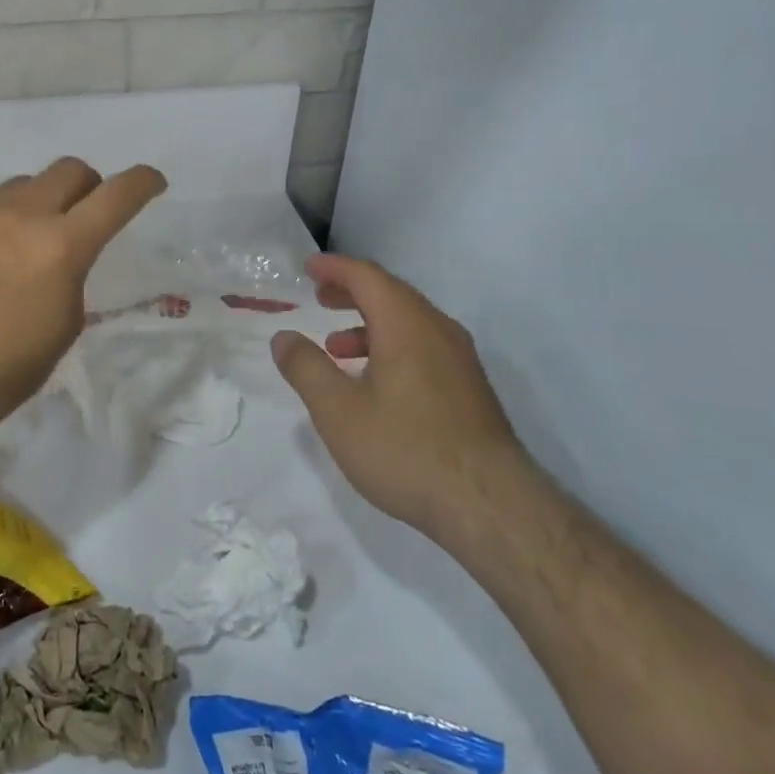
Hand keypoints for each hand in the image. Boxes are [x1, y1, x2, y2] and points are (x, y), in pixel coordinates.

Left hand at [0, 158, 165, 445]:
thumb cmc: (7, 368)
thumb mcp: (64, 324)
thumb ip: (72, 275)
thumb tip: (62, 257)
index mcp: (61, 245)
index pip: (115, 196)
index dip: (142, 182)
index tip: (154, 182)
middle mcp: (21, 216)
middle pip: (69, 169)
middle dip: (91, 184)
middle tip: (91, 213)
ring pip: (27, 182)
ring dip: (47, 197)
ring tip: (41, 235)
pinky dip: (11, 217)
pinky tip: (2, 254)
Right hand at [272, 254, 533, 543]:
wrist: (490, 506)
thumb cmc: (405, 450)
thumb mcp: (338, 411)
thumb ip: (306, 368)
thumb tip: (283, 337)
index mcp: (406, 324)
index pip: (367, 276)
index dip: (335, 267)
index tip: (307, 267)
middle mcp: (438, 330)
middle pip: (391, 294)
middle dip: (352, 291)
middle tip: (320, 296)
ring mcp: (460, 359)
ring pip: (409, 322)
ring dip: (369, 323)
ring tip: (337, 347)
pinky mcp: (470, 388)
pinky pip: (424, 346)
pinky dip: (391, 346)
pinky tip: (375, 382)